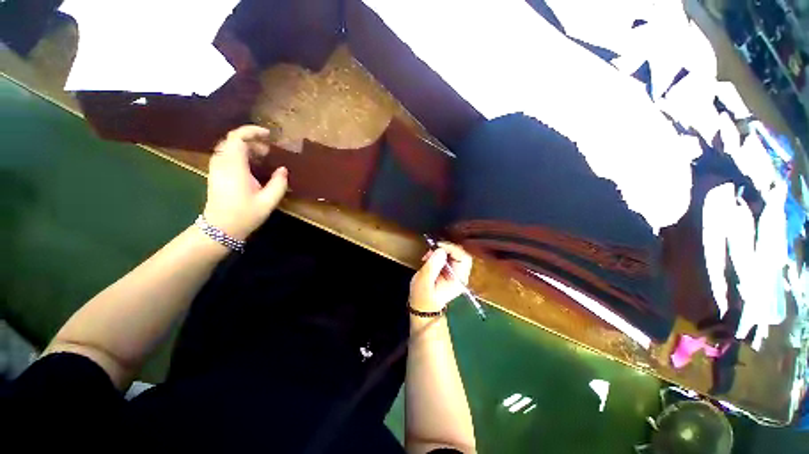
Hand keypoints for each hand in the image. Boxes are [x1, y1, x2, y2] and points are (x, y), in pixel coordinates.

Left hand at [203, 125, 287, 239]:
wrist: (220, 228)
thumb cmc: (244, 215)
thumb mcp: (268, 201)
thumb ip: (278, 183)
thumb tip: (283, 169)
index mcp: (234, 167)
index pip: (237, 138)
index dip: (252, 131)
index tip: (268, 135)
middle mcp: (222, 163)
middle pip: (233, 140)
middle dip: (252, 141)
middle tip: (269, 152)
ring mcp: (216, 168)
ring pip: (229, 148)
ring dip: (246, 148)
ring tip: (263, 158)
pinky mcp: (216, 174)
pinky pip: (227, 156)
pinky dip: (241, 155)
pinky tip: (253, 167)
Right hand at [409, 242, 472, 312]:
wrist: (423, 309)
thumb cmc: (422, 297)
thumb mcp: (424, 281)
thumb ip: (432, 265)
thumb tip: (441, 250)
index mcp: (458, 279)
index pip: (463, 257)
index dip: (452, 248)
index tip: (437, 246)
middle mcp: (461, 275)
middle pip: (461, 254)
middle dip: (446, 248)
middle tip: (431, 250)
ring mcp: (457, 273)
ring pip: (455, 254)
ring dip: (441, 251)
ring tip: (427, 256)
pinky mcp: (451, 271)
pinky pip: (449, 257)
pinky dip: (439, 254)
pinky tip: (429, 258)